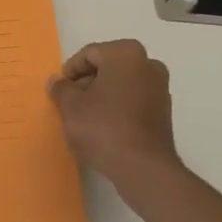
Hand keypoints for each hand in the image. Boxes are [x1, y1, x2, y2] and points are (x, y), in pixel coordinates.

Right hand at [48, 39, 180, 199]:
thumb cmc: (103, 127)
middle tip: (69, 103)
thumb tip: (58, 81)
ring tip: (84, 118)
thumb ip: (61, 88)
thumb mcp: (71, 106)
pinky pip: (133, 101)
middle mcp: (148, 64)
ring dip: (101, 96)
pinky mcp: (164, 112)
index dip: (70, 71)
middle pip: (107, 67)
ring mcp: (160, 88)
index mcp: (126, 53)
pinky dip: (117, 108)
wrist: (143, 168)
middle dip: (86, 83)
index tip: (60, 90)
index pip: (89, 54)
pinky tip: (103, 128)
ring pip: (121, 84)